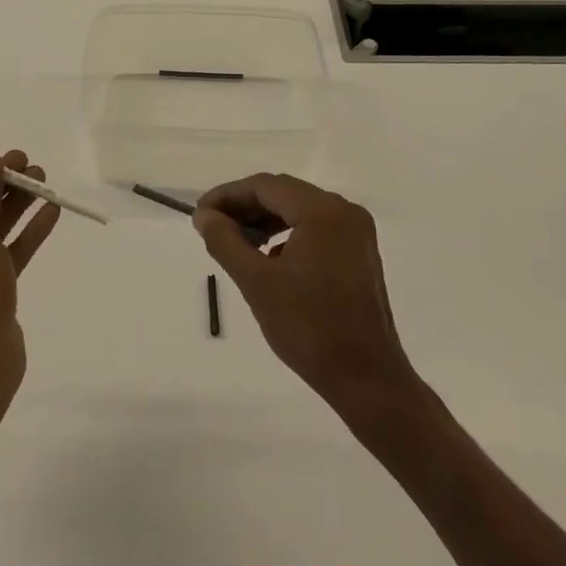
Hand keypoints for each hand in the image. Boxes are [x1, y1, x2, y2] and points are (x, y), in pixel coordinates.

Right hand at [194, 173, 414, 411]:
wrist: (365, 378)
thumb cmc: (308, 327)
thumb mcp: (256, 282)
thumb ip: (225, 241)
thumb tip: (204, 216)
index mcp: (323, 211)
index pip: (265, 186)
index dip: (228, 195)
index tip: (200, 215)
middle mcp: (344, 211)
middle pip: (284, 194)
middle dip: (245, 207)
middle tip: (211, 227)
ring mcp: (356, 232)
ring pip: (299, 211)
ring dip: (265, 221)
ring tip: (234, 242)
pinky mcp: (359, 253)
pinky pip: (315, 229)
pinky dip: (287, 235)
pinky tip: (268, 259)